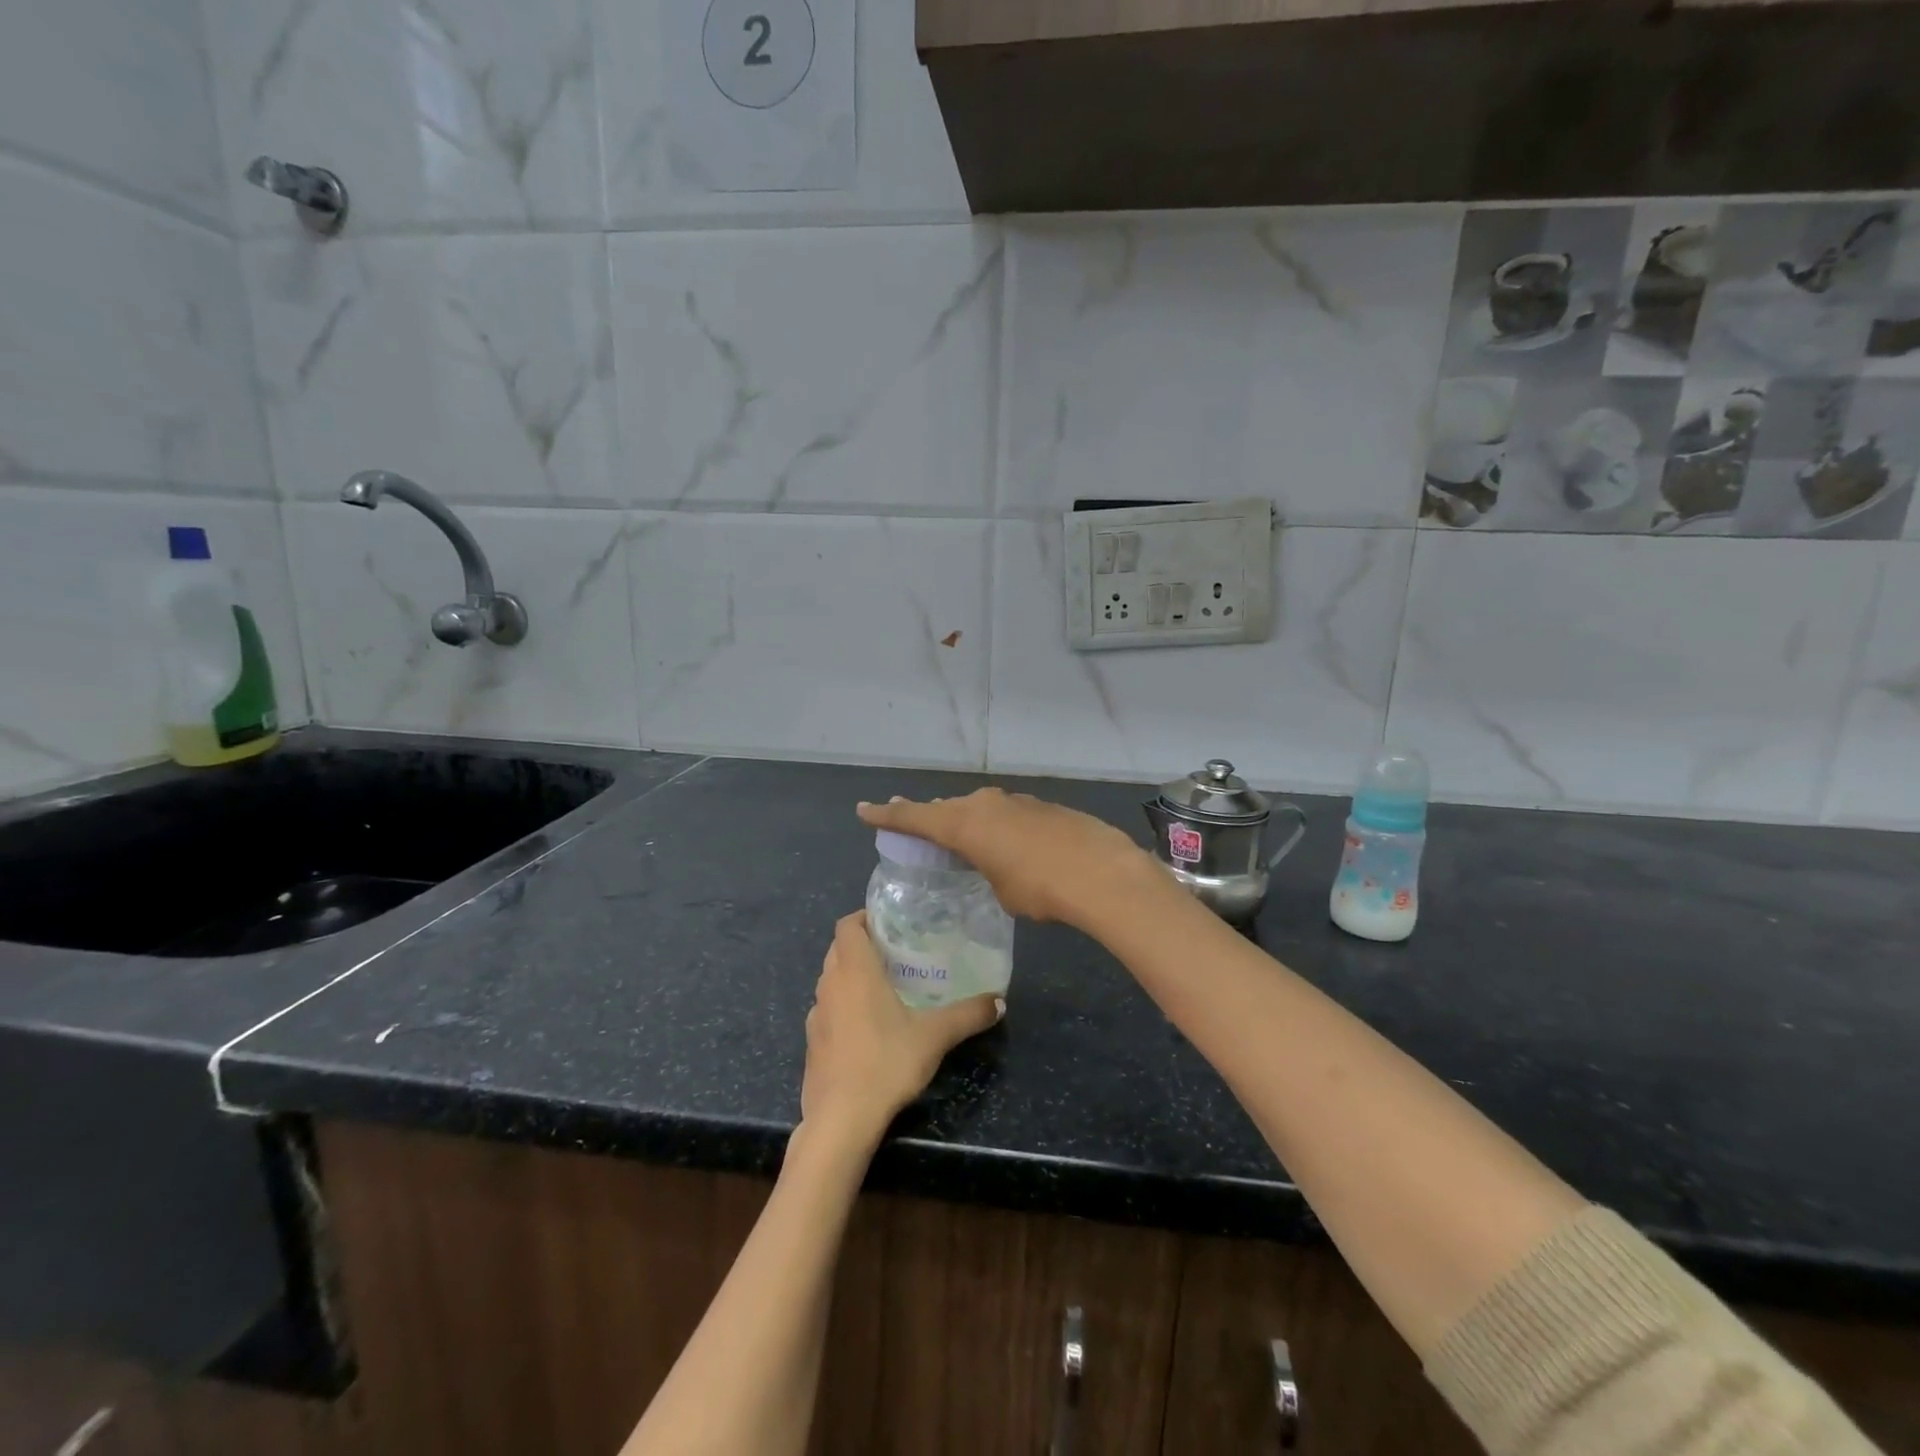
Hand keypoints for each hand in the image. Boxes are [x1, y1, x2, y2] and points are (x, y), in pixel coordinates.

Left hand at [800, 911, 1002, 1148]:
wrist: (840, 1119)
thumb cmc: (885, 1063)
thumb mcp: (934, 1036)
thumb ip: (967, 1015)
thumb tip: (999, 1002)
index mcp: (854, 970)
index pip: (847, 925)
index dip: (864, 917)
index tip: (889, 923)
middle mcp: (830, 984)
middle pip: (839, 949)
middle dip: (862, 944)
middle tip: (896, 952)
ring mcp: (816, 1014)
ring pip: (831, 979)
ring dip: (851, 975)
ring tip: (885, 986)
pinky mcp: (812, 1042)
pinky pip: (827, 1009)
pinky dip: (843, 1006)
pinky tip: (867, 1027)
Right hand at [857, 789, 1158, 927]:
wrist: (1100, 872)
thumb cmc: (1038, 888)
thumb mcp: (1000, 889)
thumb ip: (987, 870)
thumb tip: (997, 864)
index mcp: (964, 823)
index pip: (914, 816)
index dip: (888, 815)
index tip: (864, 810)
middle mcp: (985, 804)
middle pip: (947, 808)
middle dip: (930, 816)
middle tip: (913, 822)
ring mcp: (1016, 802)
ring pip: (979, 808)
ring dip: (968, 820)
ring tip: (960, 834)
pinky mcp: (1043, 807)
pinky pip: (1007, 814)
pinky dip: (999, 825)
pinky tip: (1010, 842)